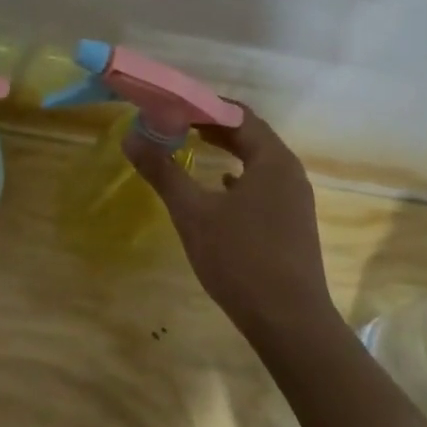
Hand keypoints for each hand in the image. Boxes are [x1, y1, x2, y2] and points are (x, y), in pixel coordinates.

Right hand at [125, 107, 334, 326]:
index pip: (237, 115)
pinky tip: (219, 188)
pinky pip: (262, 186)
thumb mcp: (193, 213)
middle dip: (212, 126)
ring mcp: (294, 200)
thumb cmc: (240, 259)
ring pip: (257, 161)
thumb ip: (163, 171)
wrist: (289, 322)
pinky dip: (237, 178)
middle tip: (174, 121)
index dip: (202, 105)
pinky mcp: (291, 224)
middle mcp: (289, 172)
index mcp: (272, 160)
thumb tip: (131, 137)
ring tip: (190, 146)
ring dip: (225, 150)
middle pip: (250, 135)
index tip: (170, 104)